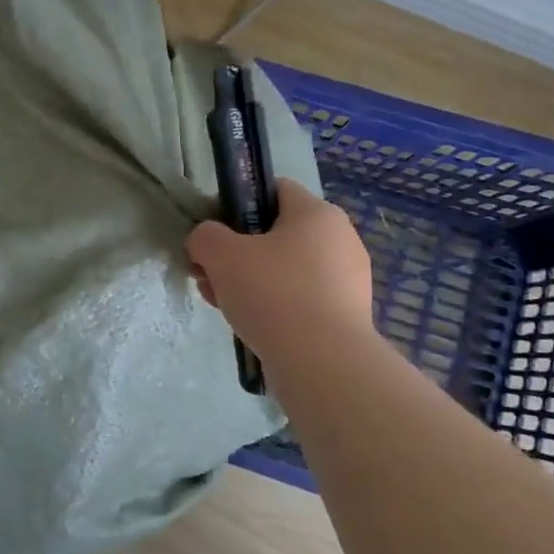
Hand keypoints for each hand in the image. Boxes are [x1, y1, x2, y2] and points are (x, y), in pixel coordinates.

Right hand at [187, 179, 375, 364]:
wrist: (322, 363)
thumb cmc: (272, 293)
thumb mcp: (221, 255)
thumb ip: (205, 237)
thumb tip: (206, 241)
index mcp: (318, 213)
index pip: (274, 190)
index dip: (238, 205)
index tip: (215, 234)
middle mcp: (341, 240)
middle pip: (276, 234)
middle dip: (238, 253)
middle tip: (210, 276)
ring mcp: (348, 280)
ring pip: (285, 270)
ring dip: (251, 282)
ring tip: (224, 306)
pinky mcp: (347, 315)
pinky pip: (301, 299)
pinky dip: (275, 307)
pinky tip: (251, 326)